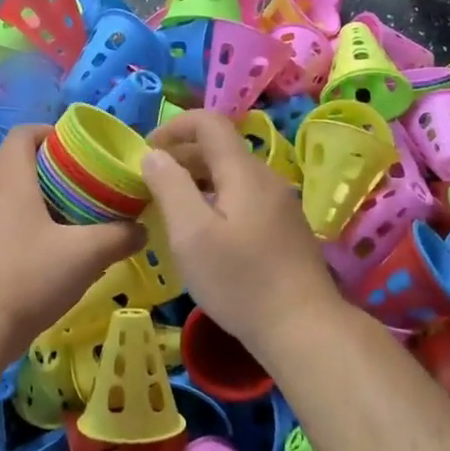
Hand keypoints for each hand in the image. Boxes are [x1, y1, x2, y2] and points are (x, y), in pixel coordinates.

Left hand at [0, 125, 145, 356]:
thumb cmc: (29, 277)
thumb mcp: (86, 255)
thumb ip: (120, 236)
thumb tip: (142, 229)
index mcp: (9, 177)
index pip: (24, 133)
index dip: (52, 132)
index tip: (81, 148)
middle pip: (18, 161)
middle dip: (52, 166)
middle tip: (85, 182)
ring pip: (10, 193)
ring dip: (39, 197)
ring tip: (74, 215)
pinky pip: (2, 221)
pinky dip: (26, 223)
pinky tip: (50, 250)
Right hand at [141, 110, 349, 350]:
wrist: (303, 328)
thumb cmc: (240, 281)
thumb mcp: (191, 234)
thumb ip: (170, 186)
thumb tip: (153, 154)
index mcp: (244, 171)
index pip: (209, 122)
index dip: (174, 126)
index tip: (146, 151)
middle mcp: (266, 178)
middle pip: (221, 148)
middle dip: (181, 155)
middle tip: (150, 183)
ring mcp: (280, 204)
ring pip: (232, 175)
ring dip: (198, 179)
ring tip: (171, 207)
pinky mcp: (285, 228)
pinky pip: (244, 197)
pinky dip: (216, 199)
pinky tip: (204, 231)